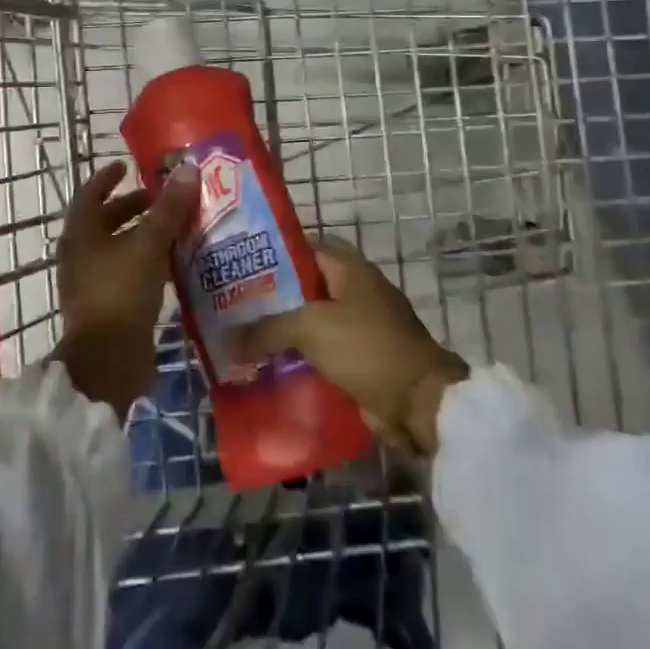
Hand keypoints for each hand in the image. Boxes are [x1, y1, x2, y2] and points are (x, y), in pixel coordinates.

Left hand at [51, 160, 198, 412]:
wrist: (107, 361)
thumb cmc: (121, 292)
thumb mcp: (149, 244)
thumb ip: (169, 208)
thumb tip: (188, 169)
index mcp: (80, 234)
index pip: (91, 193)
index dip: (108, 177)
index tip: (127, 166)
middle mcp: (79, 255)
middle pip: (105, 221)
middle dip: (133, 208)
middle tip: (162, 200)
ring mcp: (90, 284)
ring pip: (118, 249)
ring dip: (142, 236)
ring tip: (174, 229)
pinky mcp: (105, 307)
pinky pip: (126, 273)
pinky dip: (145, 262)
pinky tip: (170, 264)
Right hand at [233, 237, 466, 456]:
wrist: (418, 401)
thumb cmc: (366, 347)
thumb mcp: (311, 328)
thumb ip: (268, 329)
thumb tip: (231, 340)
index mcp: (350, 269)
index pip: (307, 247)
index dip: (274, 253)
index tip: (242, 265)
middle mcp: (356, 291)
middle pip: (306, 287)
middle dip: (273, 297)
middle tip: (235, 307)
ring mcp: (361, 326)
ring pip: (312, 322)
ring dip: (284, 333)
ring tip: (244, 339)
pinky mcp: (361, 359)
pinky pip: (322, 352)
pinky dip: (300, 359)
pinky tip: (270, 369)